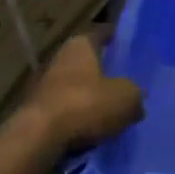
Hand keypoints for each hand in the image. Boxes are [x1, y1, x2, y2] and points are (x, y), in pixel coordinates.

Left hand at [19, 31, 144, 155]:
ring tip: (114, 111)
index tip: (132, 47)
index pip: (102, 34)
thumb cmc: (86, 105)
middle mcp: (60, 58)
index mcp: (80, 45)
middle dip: (106, 72)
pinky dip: (80, 118)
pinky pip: (67, 111)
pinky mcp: (38, 112)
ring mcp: (45, 85)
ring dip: (92, 98)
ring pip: (77, 87)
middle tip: (128, 83)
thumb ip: (135, 94)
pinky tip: (96, 130)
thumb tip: (136, 98)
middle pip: (89, 62)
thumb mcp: (126, 98)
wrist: (40, 139)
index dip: (117, 39)